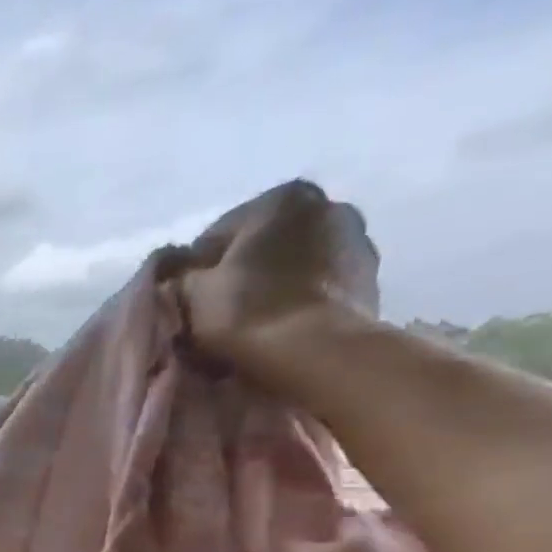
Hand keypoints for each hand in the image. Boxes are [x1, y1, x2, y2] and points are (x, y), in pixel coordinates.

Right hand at [168, 179, 381, 374]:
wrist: (315, 352)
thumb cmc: (246, 311)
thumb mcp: (190, 291)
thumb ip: (181, 275)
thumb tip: (180, 274)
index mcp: (282, 199)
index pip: (217, 234)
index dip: (194, 269)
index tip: (185, 299)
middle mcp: (328, 207)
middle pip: (262, 245)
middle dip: (239, 272)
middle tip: (215, 309)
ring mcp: (358, 242)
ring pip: (292, 264)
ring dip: (270, 284)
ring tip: (248, 321)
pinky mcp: (371, 280)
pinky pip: (317, 286)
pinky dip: (296, 299)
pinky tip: (278, 325)